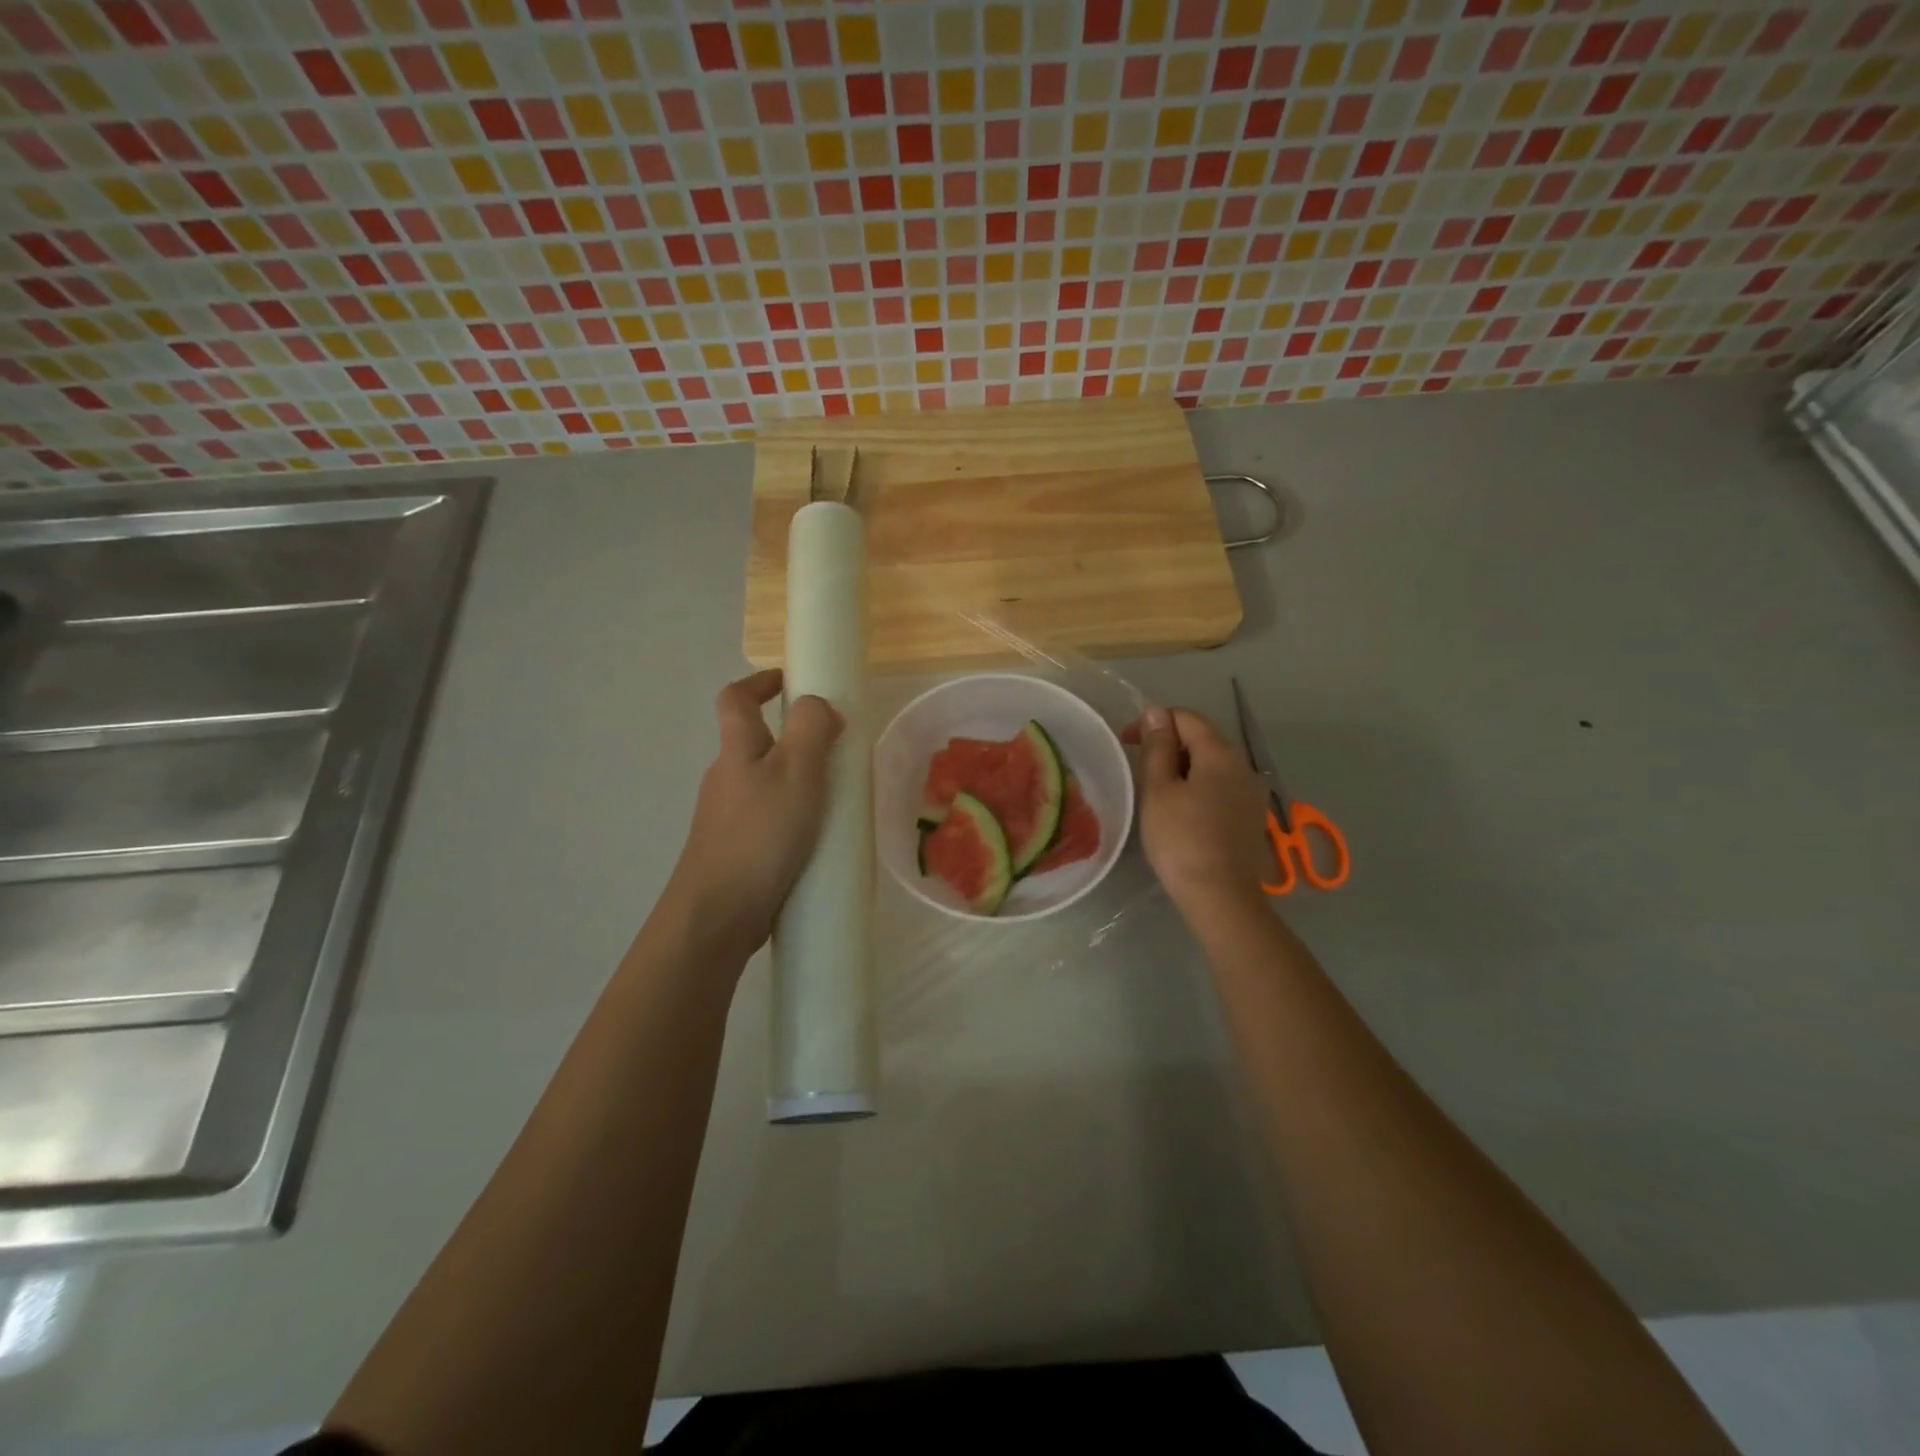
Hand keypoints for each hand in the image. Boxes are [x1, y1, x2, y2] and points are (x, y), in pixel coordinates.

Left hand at [669, 669, 843, 957]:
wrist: (717, 915)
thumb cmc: (759, 835)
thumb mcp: (796, 772)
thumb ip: (811, 730)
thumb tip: (820, 706)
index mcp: (737, 752)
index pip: (735, 699)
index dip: (759, 682)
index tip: (791, 682)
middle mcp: (726, 779)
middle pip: (753, 742)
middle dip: (791, 737)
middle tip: (835, 750)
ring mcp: (727, 818)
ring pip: (764, 784)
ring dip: (796, 780)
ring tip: (836, 798)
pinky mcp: (737, 851)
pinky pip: (768, 819)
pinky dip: (793, 817)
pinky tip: (817, 841)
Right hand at [1134, 705, 1271, 918]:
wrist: (1220, 896)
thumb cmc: (1180, 839)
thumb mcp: (1158, 789)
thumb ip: (1157, 747)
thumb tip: (1155, 711)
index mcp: (1220, 752)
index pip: (1185, 717)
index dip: (1153, 722)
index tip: (1126, 742)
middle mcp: (1243, 765)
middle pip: (1202, 738)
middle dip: (1168, 744)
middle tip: (1138, 768)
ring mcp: (1252, 792)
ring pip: (1212, 764)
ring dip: (1183, 767)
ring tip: (1157, 792)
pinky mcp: (1252, 816)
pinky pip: (1221, 787)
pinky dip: (1199, 787)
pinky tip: (1182, 811)